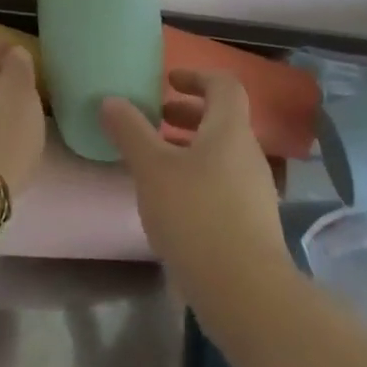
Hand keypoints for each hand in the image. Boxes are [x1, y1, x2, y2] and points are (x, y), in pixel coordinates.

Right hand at [101, 70, 290, 303]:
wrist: (245, 290)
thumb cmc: (196, 215)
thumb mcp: (152, 169)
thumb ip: (130, 131)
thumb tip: (111, 100)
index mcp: (229, 129)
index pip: (223, 85)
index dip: (197, 76)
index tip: (169, 81)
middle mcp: (248, 152)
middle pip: (222, 119)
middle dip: (188, 114)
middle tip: (156, 119)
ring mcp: (255, 189)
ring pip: (222, 154)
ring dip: (191, 148)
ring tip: (157, 162)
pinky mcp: (253, 223)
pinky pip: (225, 183)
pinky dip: (199, 177)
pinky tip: (174, 203)